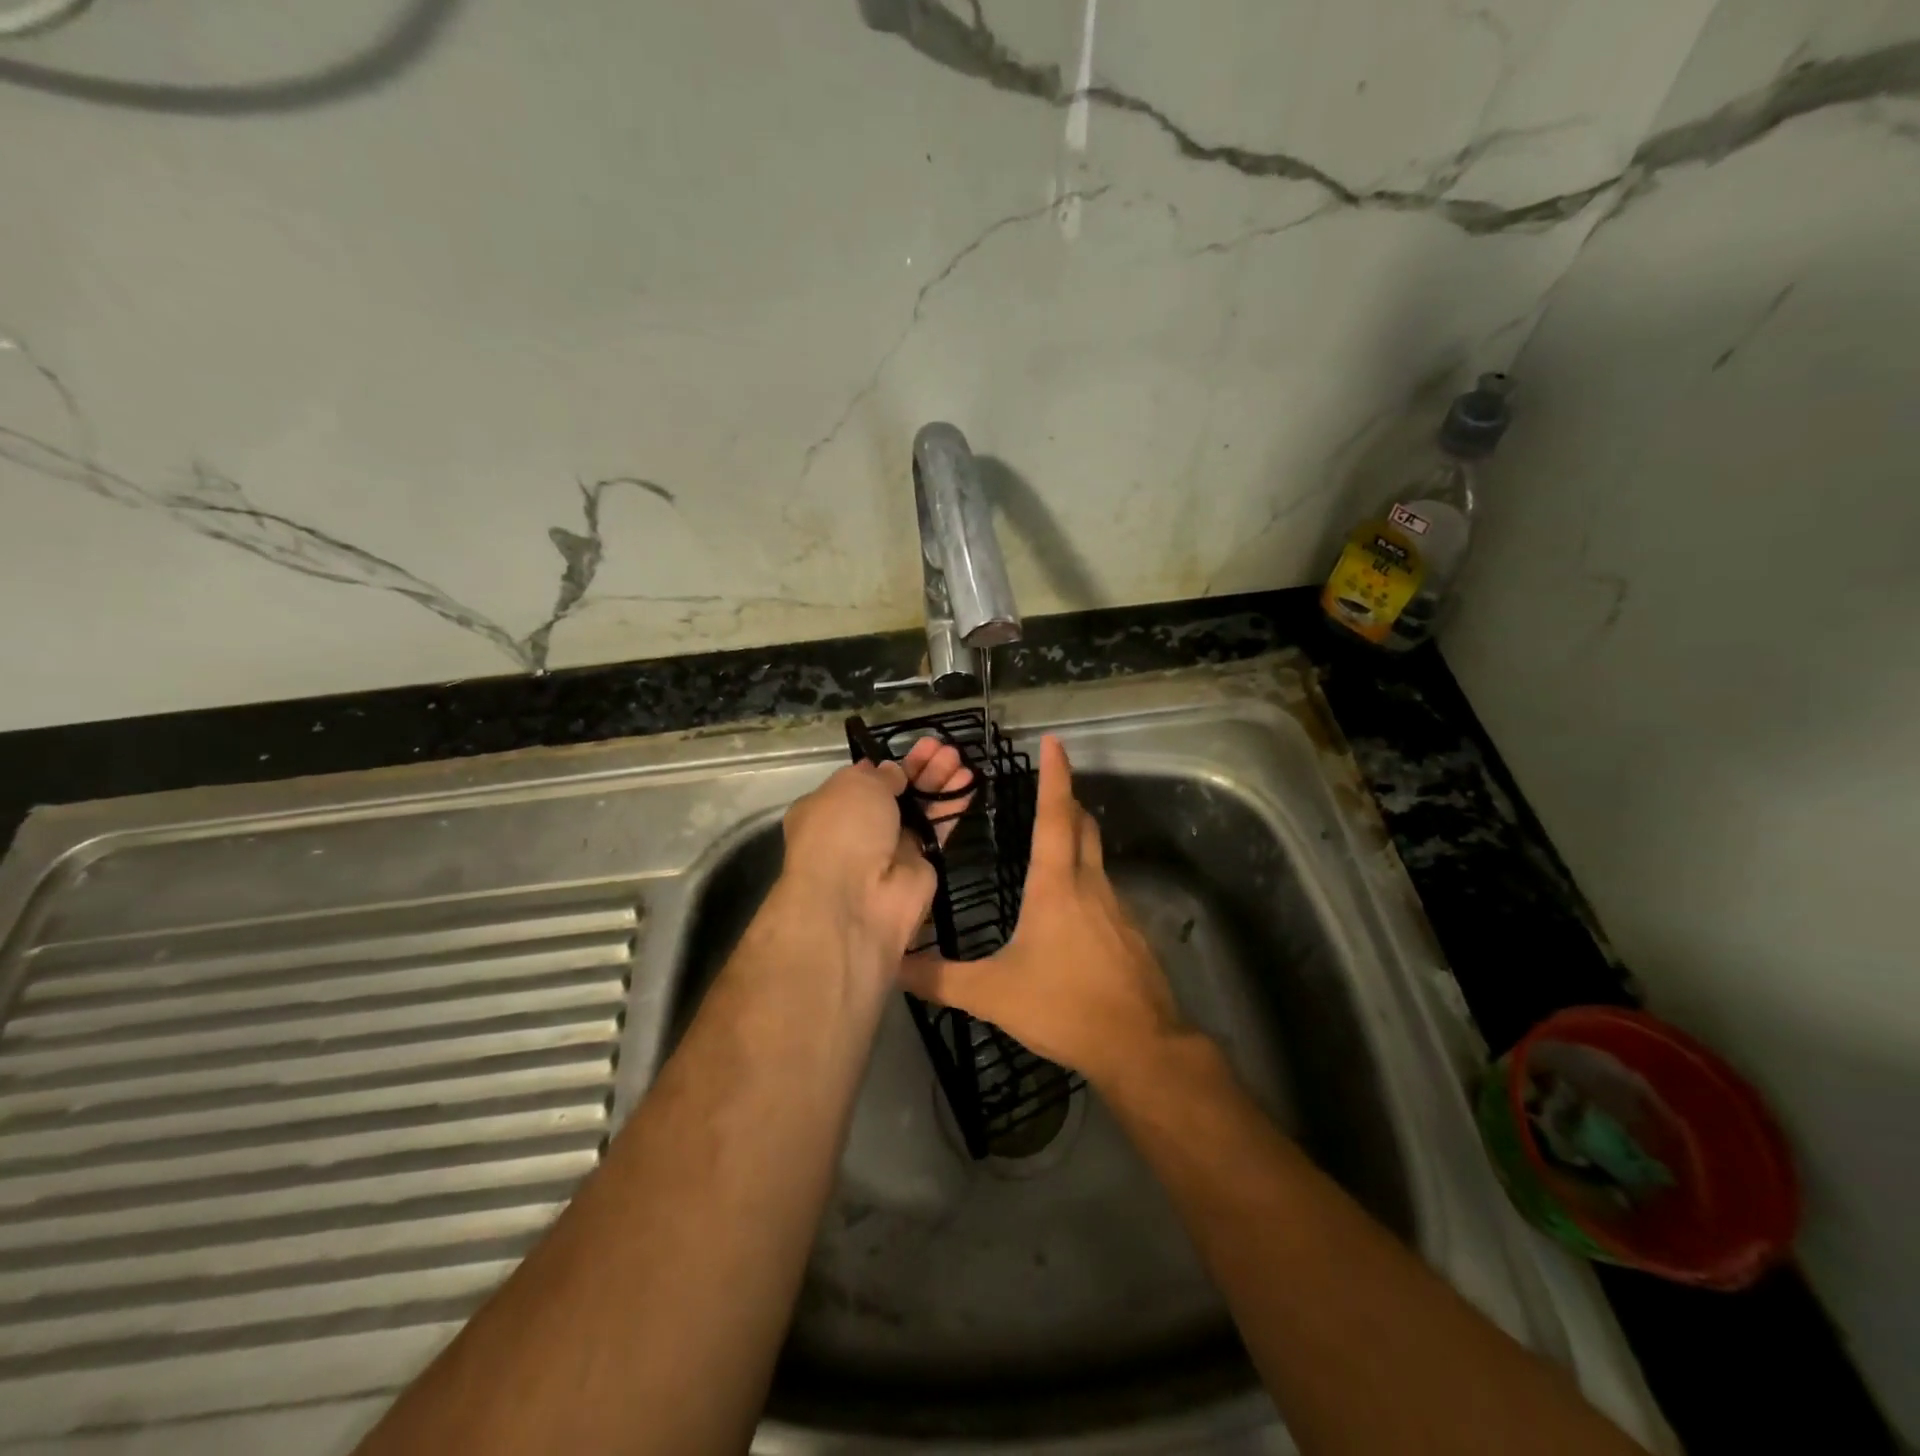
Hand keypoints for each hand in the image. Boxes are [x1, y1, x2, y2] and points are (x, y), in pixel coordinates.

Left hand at [776, 736, 972, 973]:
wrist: (857, 899)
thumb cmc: (844, 830)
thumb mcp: (854, 785)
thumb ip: (879, 774)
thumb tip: (892, 772)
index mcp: (828, 808)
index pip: (860, 782)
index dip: (886, 765)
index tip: (909, 749)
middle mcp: (857, 829)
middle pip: (895, 792)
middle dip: (919, 768)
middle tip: (943, 748)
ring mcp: (889, 849)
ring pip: (919, 808)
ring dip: (939, 782)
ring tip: (960, 758)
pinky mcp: (919, 866)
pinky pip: (938, 830)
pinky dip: (952, 806)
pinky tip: (970, 782)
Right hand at [900, 735, 1183, 1088]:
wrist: (1140, 1046)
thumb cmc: (1064, 1006)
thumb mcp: (992, 994)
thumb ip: (939, 979)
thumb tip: (893, 964)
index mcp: (1055, 885)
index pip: (1054, 815)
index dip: (1054, 775)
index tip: (1054, 741)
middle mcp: (1089, 884)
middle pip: (1083, 825)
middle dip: (1067, 800)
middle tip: (1046, 790)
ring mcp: (1116, 907)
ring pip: (1096, 857)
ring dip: (1077, 839)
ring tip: (1051, 845)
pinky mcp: (1131, 932)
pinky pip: (1105, 890)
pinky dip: (1086, 881)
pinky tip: (1070, 912)